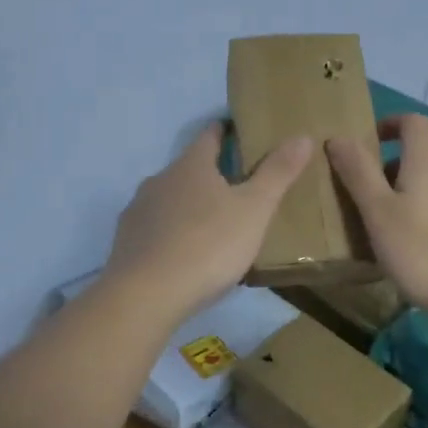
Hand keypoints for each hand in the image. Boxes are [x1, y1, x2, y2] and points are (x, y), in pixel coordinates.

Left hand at [104, 124, 313, 322]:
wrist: (146, 295)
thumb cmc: (207, 245)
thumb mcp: (254, 210)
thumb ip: (277, 173)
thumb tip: (301, 136)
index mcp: (191, 165)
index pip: (210, 135)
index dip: (226, 131)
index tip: (241, 134)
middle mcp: (160, 179)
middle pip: (188, 168)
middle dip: (210, 174)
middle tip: (238, 188)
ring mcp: (138, 210)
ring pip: (169, 198)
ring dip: (189, 205)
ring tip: (213, 224)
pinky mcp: (126, 240)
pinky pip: (155, 227)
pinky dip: (171, 232)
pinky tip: (184, 253)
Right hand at [326, 114, 427, 318]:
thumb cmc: (425, 251)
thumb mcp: (379, 212)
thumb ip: (358, 173)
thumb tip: (338, 136)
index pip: (414, 123)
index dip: (390, 123)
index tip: (367, 142)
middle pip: (419, 158)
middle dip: (389, 172)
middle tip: (363, 199)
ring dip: (406, 198)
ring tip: (384, 230)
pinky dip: (424, 220)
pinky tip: (413, 252)